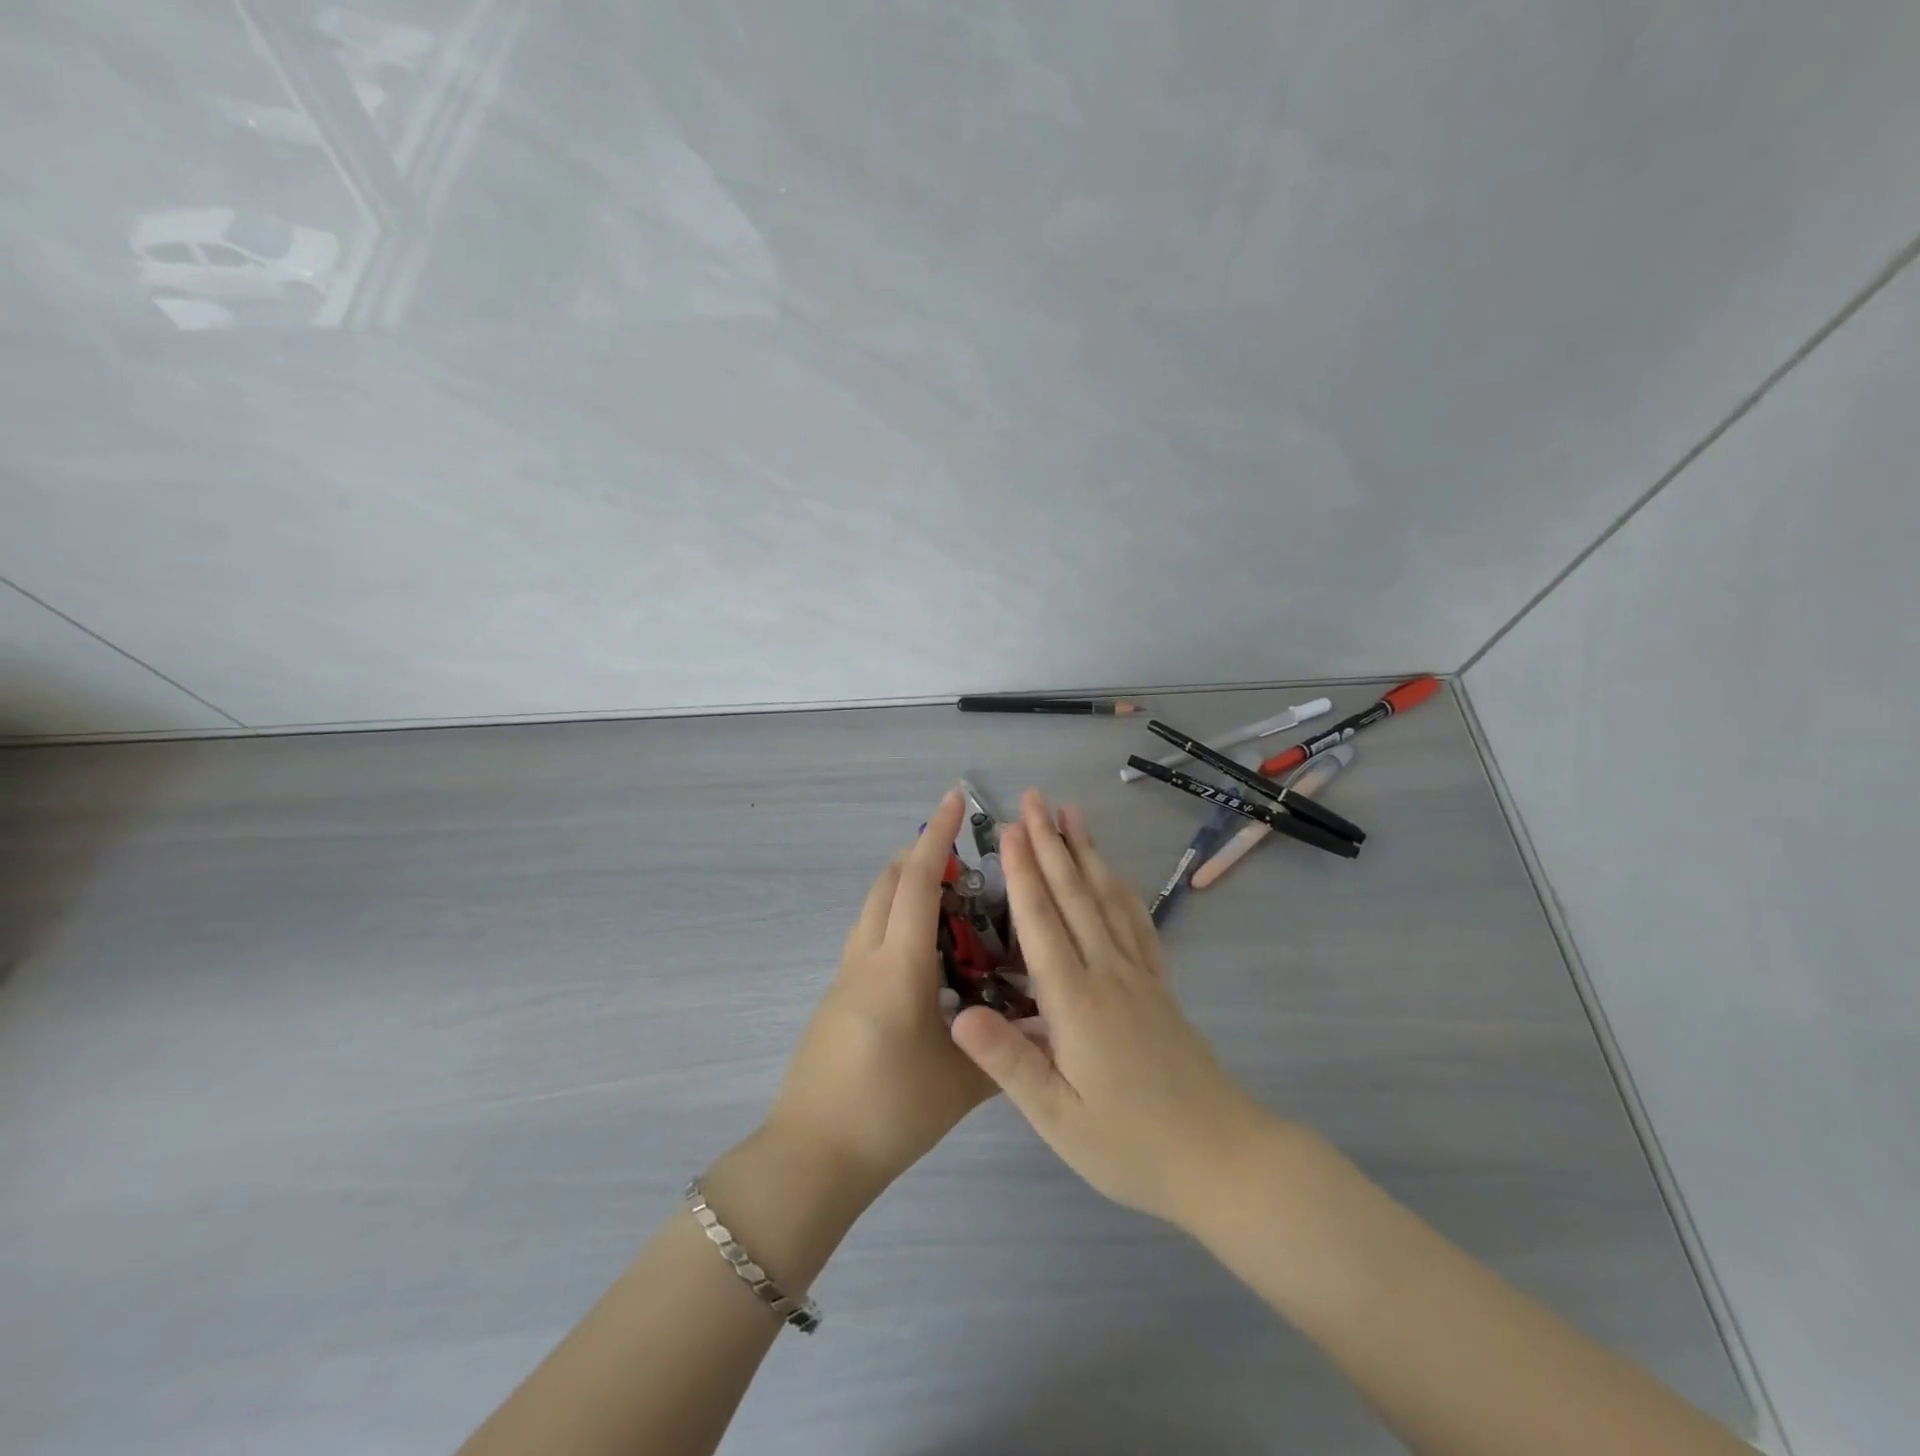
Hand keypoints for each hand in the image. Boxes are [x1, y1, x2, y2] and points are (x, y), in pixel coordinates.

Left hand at [767, 789, 993, 1199]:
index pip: (917, 884)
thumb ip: (1009, 1050)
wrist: (812, 1157)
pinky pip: (868, 937)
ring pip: (873, 909)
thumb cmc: (889, 1114)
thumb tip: (1051, 1029)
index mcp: (898, 968)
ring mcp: (844, 977)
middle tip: (963, 852)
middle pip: (887, 884)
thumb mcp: (961, 1084)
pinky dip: (895, 920)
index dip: (937, 837)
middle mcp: (866, 959)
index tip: (954, 800)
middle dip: (921, 854)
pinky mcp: (837, 997)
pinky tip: (926, 955)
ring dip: (904, 886)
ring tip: (950, 898)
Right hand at [950, 790, 1272, 1223]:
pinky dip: (1122, 890)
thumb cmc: (1130, 1144)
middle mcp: (1108, 973)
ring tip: (1072, 814)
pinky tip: (1115, 874)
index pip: (1041, 922)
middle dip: (1051, 843)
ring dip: (1086, 853)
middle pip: (1075, 895)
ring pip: (1107, 899)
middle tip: (1035, 798)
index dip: (1023, 872)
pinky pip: (1138, 924)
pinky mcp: (1159, 987)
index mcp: (1076, 1001)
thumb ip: (1007, 1062)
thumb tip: (957, 1014)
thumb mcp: (1058, 1117)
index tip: (1010, 828)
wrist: (1222, 1158)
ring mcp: (1139, 975)